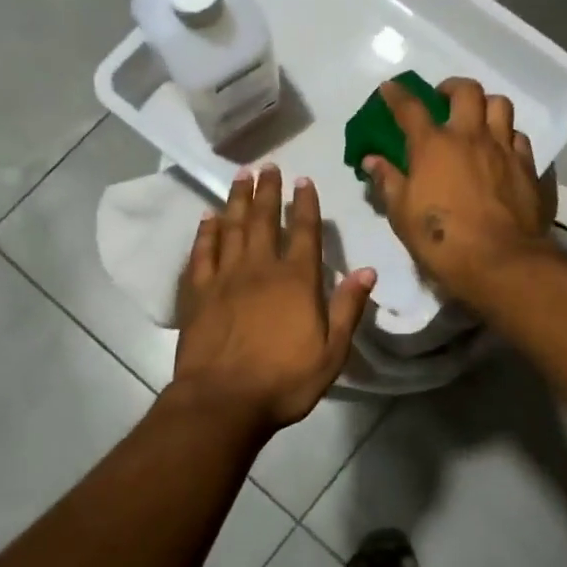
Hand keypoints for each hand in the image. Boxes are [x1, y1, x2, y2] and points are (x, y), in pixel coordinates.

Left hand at [173, 165, 376, 433]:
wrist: (222, 401)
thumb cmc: (283, 381)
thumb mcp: (332, 352)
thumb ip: (348, 308)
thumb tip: (368, 270)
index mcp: (296, 280)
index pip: (303, 231)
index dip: (304, 204)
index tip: (303, 180)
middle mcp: (260, 268)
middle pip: (263, 219)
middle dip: (267, 191)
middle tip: (267, 166)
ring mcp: (225, 277)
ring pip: (231, 228)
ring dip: (236, 200)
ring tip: (240, 177)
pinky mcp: (198, 292)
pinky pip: (202, 253)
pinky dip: (205, 232)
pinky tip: (207, 218)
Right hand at [361, 78, 552, 303]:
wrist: (501, 262)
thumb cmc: (442, 240)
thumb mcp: (402, 215)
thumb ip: (387, 181)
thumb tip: (372, 159)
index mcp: (433, 146)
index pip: (411, 108)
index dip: (397, 95)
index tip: (390, 88)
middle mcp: (471, 137)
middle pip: (466, 91)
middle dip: (451, 87)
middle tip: (443, 99)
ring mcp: (504, 149)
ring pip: (500, 106)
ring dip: (486, 106)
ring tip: (477, 119)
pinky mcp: (529, 167)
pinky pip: (520, 138)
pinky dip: (508, 137)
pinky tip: (502, 151)